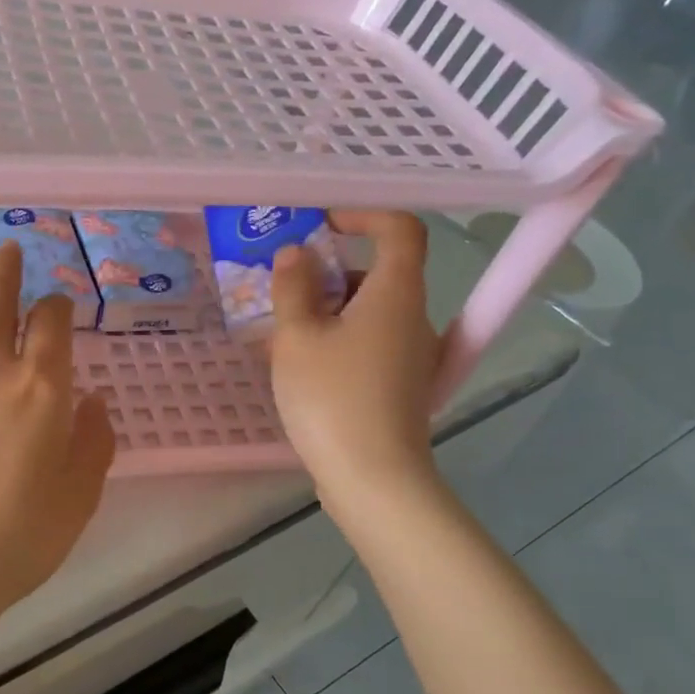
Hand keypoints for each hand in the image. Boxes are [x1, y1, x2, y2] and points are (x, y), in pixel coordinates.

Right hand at [268, 212, 440, 508]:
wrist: (373, 478)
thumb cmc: (332, 397)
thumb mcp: (297, 337)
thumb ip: (293, 288)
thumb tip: (295, 255)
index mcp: (396, 293)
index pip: (400, 229)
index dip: (363, 215)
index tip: (321, 225)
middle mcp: (414, 317)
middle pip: (379, 272)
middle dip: (330, 271)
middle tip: (283, 287)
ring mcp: (412, 354)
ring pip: (369, 312)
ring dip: (328, 309)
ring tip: (280, 332)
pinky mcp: (401, 385)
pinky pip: (368, 343)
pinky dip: (337, 339)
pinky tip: (300, 364)